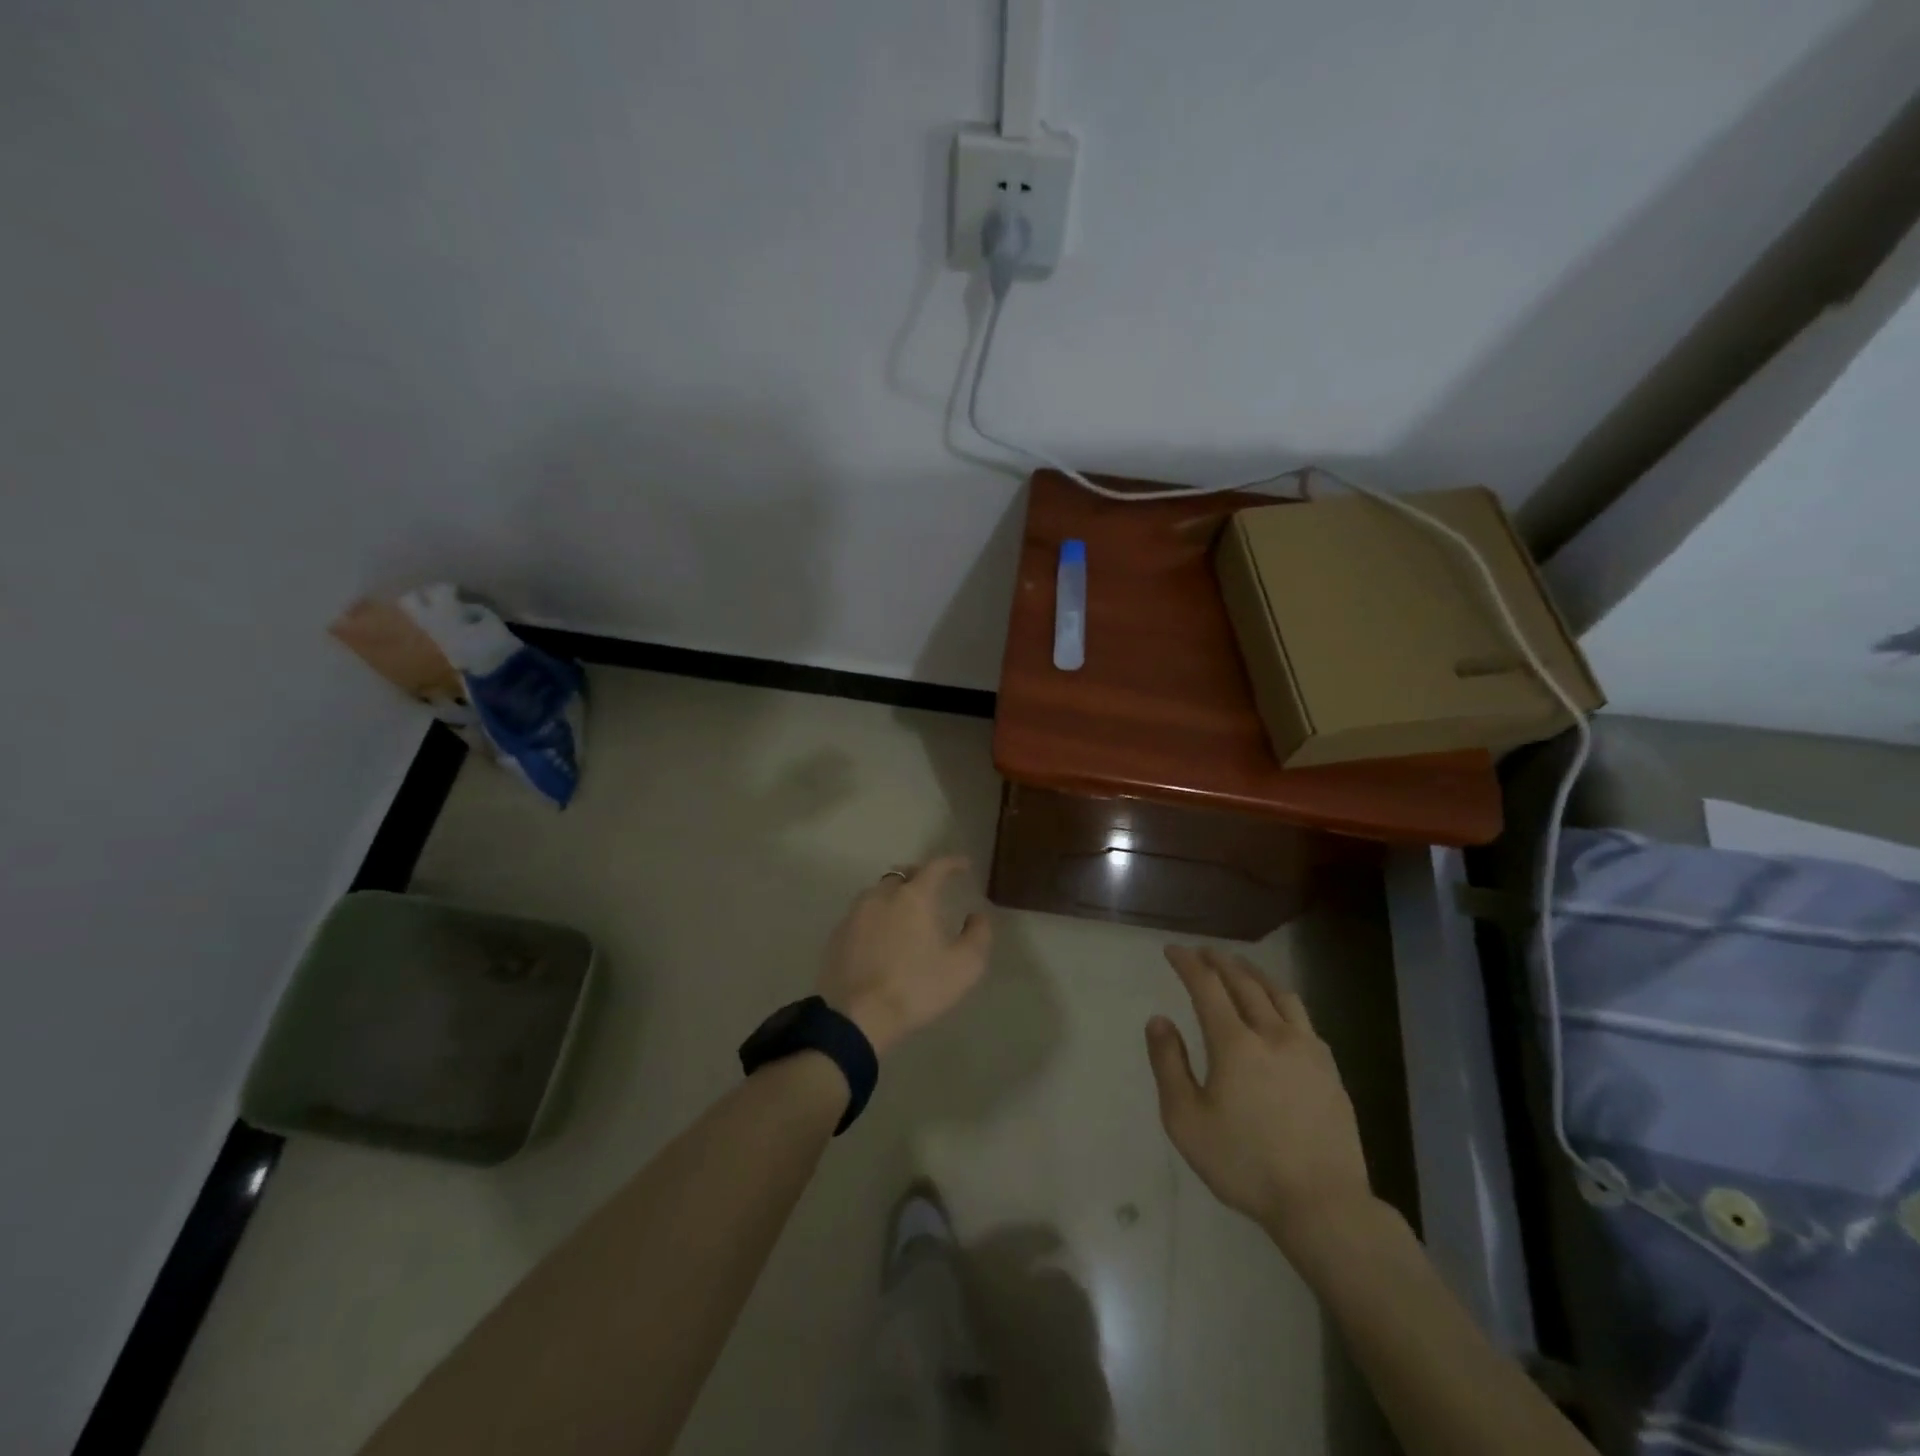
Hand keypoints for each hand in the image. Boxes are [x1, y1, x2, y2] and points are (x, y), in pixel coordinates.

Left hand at [819, 857, 991, 1057]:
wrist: (856, 1017)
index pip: (935, 867)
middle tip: (932, 888)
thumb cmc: (916, 988)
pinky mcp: (836, 935)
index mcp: (913, 897)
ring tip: (904, 913)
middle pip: (902, 875)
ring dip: (894, 895)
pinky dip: (875, 917)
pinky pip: (860, 915)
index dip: (952, 862)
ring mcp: (855, 914)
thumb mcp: (963, 967)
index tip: (963, 865)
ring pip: (877, 893)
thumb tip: (976, 916)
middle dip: (919, 876)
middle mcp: (882, 896)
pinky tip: (880, 937)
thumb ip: (977, 936)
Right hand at [1146, 946, 1374, 1251]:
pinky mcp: (1330, 1070)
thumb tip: (1159, 1020)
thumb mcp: (1186, 1121)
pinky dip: (1282, 1002)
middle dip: (1219, 962)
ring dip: (1254, 975)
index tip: (1173, 950)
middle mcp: (1273, 1034)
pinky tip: (1280, 1013)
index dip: (1187, 963)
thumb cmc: (1244, 1164)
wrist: (1323, 1204)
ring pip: (1279, 995)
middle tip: (1203, 952)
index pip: (1206, 986)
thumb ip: (1168, 1065)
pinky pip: (1303, 1019)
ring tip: (1241, 969)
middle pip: (1244, 982)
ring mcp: (1308, 1050)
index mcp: (1235, 1043)